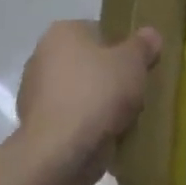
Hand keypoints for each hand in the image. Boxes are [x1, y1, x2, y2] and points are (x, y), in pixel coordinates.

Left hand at [15, 20, 161, 184]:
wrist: (61, 153)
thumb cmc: (97, 93)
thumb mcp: (133, 62)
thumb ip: (143, 45)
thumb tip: (150, 35)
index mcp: (61, 33)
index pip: (98, 31)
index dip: (122, 47)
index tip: (139, 66)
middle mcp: (41, 57)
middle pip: (88, 63)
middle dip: (110, 78)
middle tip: (135, 93)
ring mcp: (34, 95)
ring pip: (80, 93)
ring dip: (99, 104)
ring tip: (124, 119)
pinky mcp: (36, 127)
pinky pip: (71, 120)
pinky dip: (87, 127)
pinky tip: (106, 138)